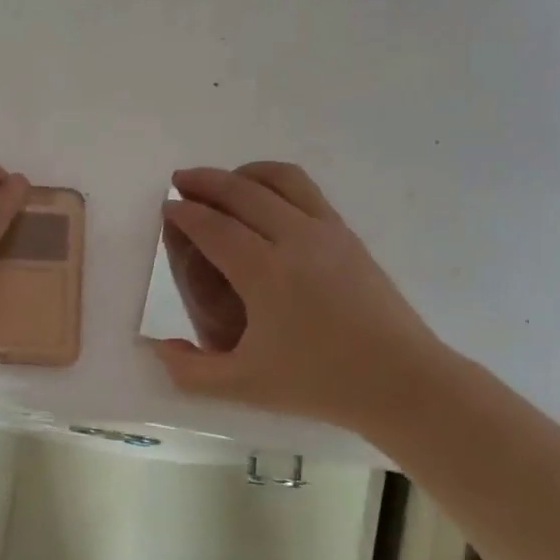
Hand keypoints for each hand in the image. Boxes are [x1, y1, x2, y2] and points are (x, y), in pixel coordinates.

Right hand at [150, 162, 447, 433]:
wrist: (401, 380)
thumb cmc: (319, 383)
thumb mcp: (243, 386)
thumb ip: (190, 371)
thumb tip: (158, 347)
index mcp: (265, 273)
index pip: (214, 227)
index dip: (185, 214)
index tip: (167, 207)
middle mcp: (295, 239)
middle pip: (242, 192)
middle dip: (206, 181)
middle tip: (181, 181)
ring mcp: (327, 232)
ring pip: (280, 179)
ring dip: (244, 173)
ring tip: (223, 181)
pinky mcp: (349, 235)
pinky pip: (306, 191)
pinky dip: (276, 182)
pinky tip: (266, 200)